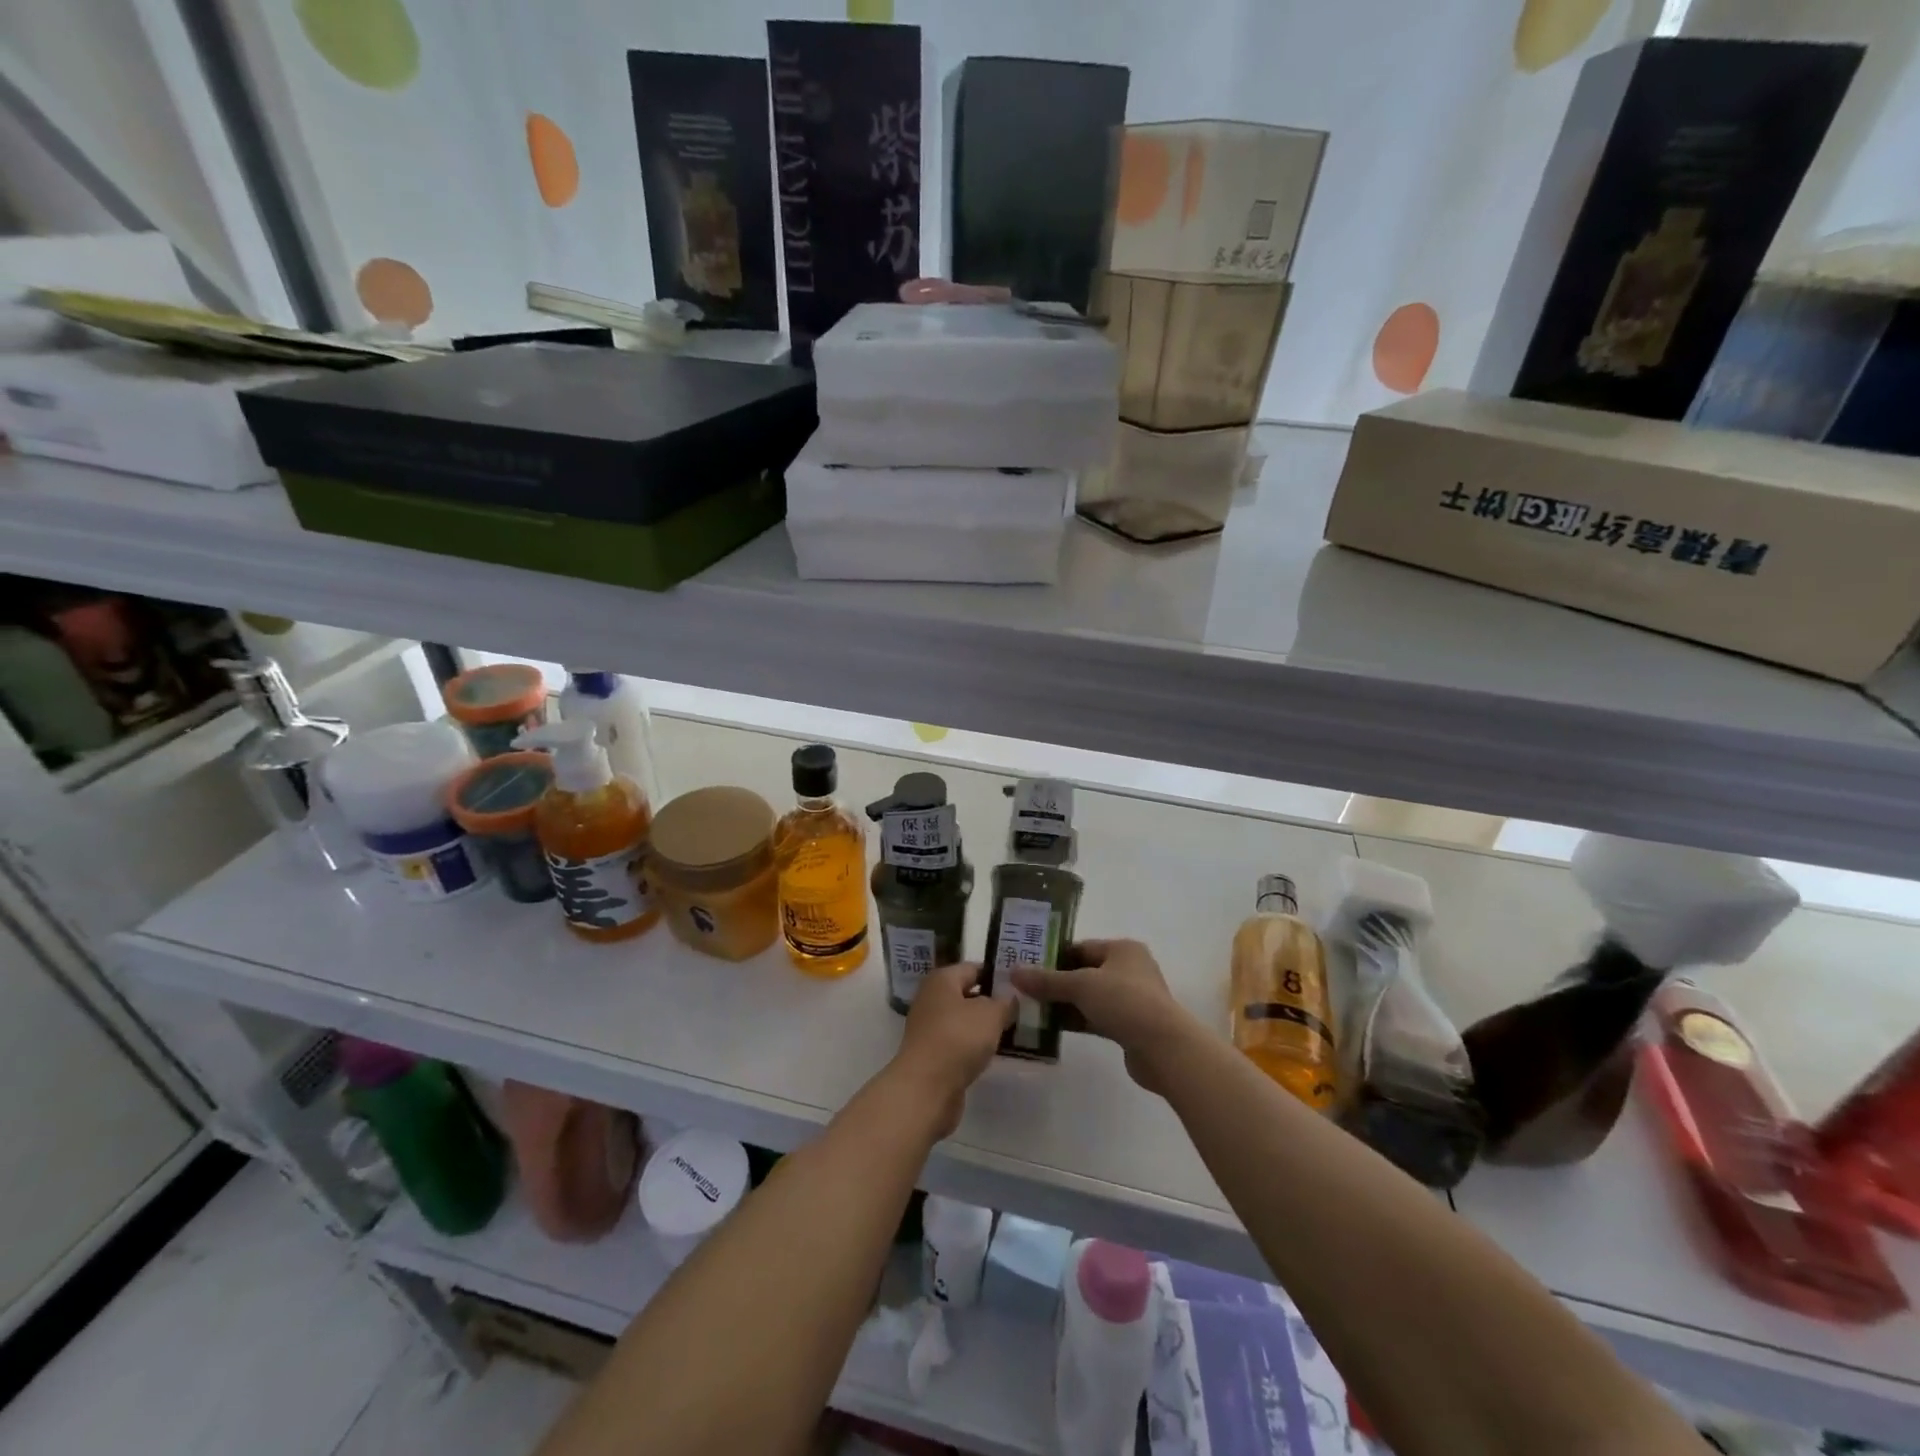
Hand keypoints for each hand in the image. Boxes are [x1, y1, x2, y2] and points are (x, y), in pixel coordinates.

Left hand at [890, 962, 1013, 1137]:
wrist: (926, 1087)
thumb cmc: (958, 1038)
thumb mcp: (991, 1014)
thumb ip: (1004, 1002)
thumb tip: (1008, 997)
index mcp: (941, 979)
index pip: (973, 968)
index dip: (997, 975)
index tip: (1020, 986)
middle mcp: (931, 998)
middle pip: (966, 994)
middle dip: (991, 1002)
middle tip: (1019, 1010)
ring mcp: (928, 1028)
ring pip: (962, 1020)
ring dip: (982, 1027)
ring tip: (1010, 1033)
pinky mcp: (930, 1054)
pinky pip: (957, 1043)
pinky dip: (972, 1047)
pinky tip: (990, 1054)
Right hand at [1009, 939, 1200, 1094]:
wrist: (1164, 1048)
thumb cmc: (1124, 1002)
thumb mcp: (1081, 986)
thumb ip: (1047, 980)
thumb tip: (1014, 972)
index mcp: (1122, 949)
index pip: (1081, 947)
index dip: (1053, 956)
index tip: (1027, 966)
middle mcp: (1129, 969)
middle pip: (1084, 972)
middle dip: (1056, 981)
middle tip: (1025, 988)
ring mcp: (1131, 999)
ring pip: (1089, 997)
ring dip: (1064, 1003)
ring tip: (1032, 1008)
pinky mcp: (1130, 1026)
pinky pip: (1096, 1017)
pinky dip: (1077, 1020)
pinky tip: (1052, 1027)